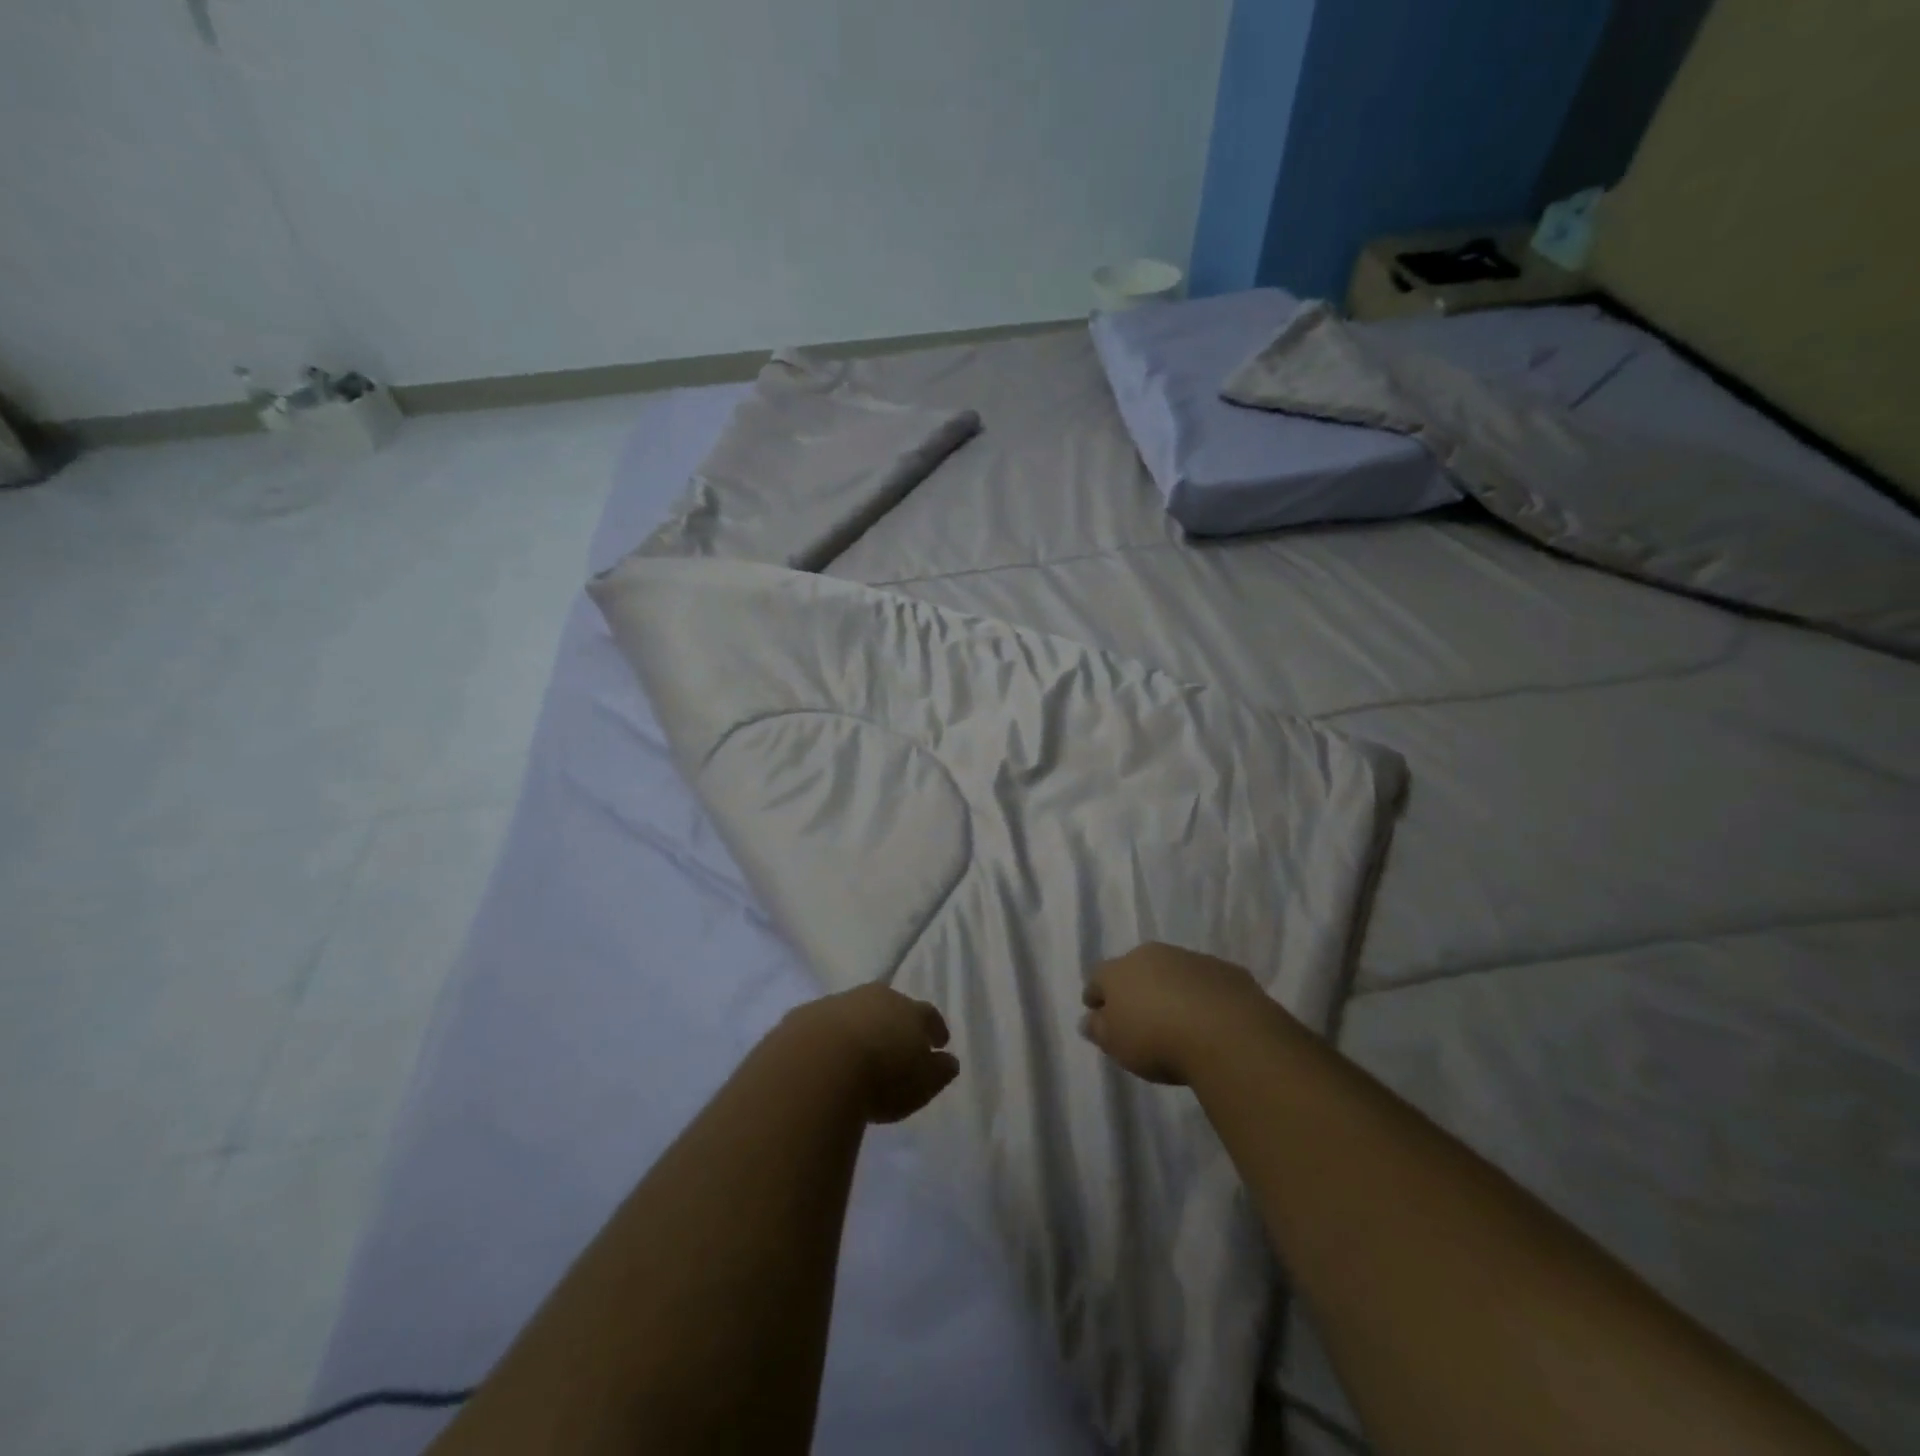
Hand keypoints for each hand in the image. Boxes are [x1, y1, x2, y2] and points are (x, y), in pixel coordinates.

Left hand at [782, 984, 960, 1123]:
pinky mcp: (801, 1018)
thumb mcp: (923, 1083)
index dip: (935, 1028)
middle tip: (897, 1044)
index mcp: (908, 1009)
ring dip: (858, 1029)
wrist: (815, 1065)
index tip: (940, 1042)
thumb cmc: (881, 1076)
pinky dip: (827, 1040)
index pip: (928, 1015)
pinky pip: (821, 1027)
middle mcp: (873, 997)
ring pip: (853, 1012)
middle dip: (895, 1023)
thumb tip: (948, 1060)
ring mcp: (835, 1003)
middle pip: (889, 1005)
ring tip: (858, 1055)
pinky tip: (824, 1061)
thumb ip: (939, 1071)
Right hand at [1080, 942, 1281, 1084]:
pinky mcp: (1227, 970)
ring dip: (1170, 990)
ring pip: (1172, 972)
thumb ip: (1099, 1029)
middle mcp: (1152, 955)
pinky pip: (1206, 982)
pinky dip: (1203, 996)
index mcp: (1119, 970)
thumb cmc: (1157, 1040)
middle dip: (1134, 988)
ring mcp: (1191, 959)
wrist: (1226, 1033)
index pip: (1098, 978)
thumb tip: (1090, 1019)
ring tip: (1177, 1019)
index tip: (1097, 1012)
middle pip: (1136, 969)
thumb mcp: (1117, 1045)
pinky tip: (1210, 1020)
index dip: (1096, 995)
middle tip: (1139, 1016)